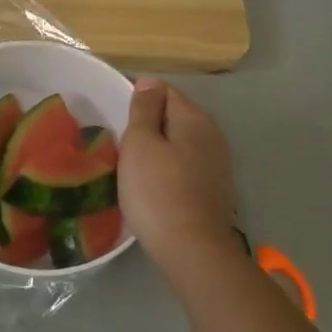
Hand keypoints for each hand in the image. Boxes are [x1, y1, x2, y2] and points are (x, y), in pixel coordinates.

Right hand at [119, 79, 238, 270]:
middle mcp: (213, 134)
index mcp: (194, 118)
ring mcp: (217, 163)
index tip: (114, 116)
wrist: (192, 249)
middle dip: (148, 123)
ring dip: (159, 147)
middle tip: (119, 141)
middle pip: (175, 115)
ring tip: (132, 164)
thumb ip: (143, 110)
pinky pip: (186, 165)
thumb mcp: (140, 144)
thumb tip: (149, 82)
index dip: (137, 97)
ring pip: (181, 142)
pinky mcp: (215, 188)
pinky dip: (169, 167)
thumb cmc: (157, 192)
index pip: (163, 90)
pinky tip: (153, 184)